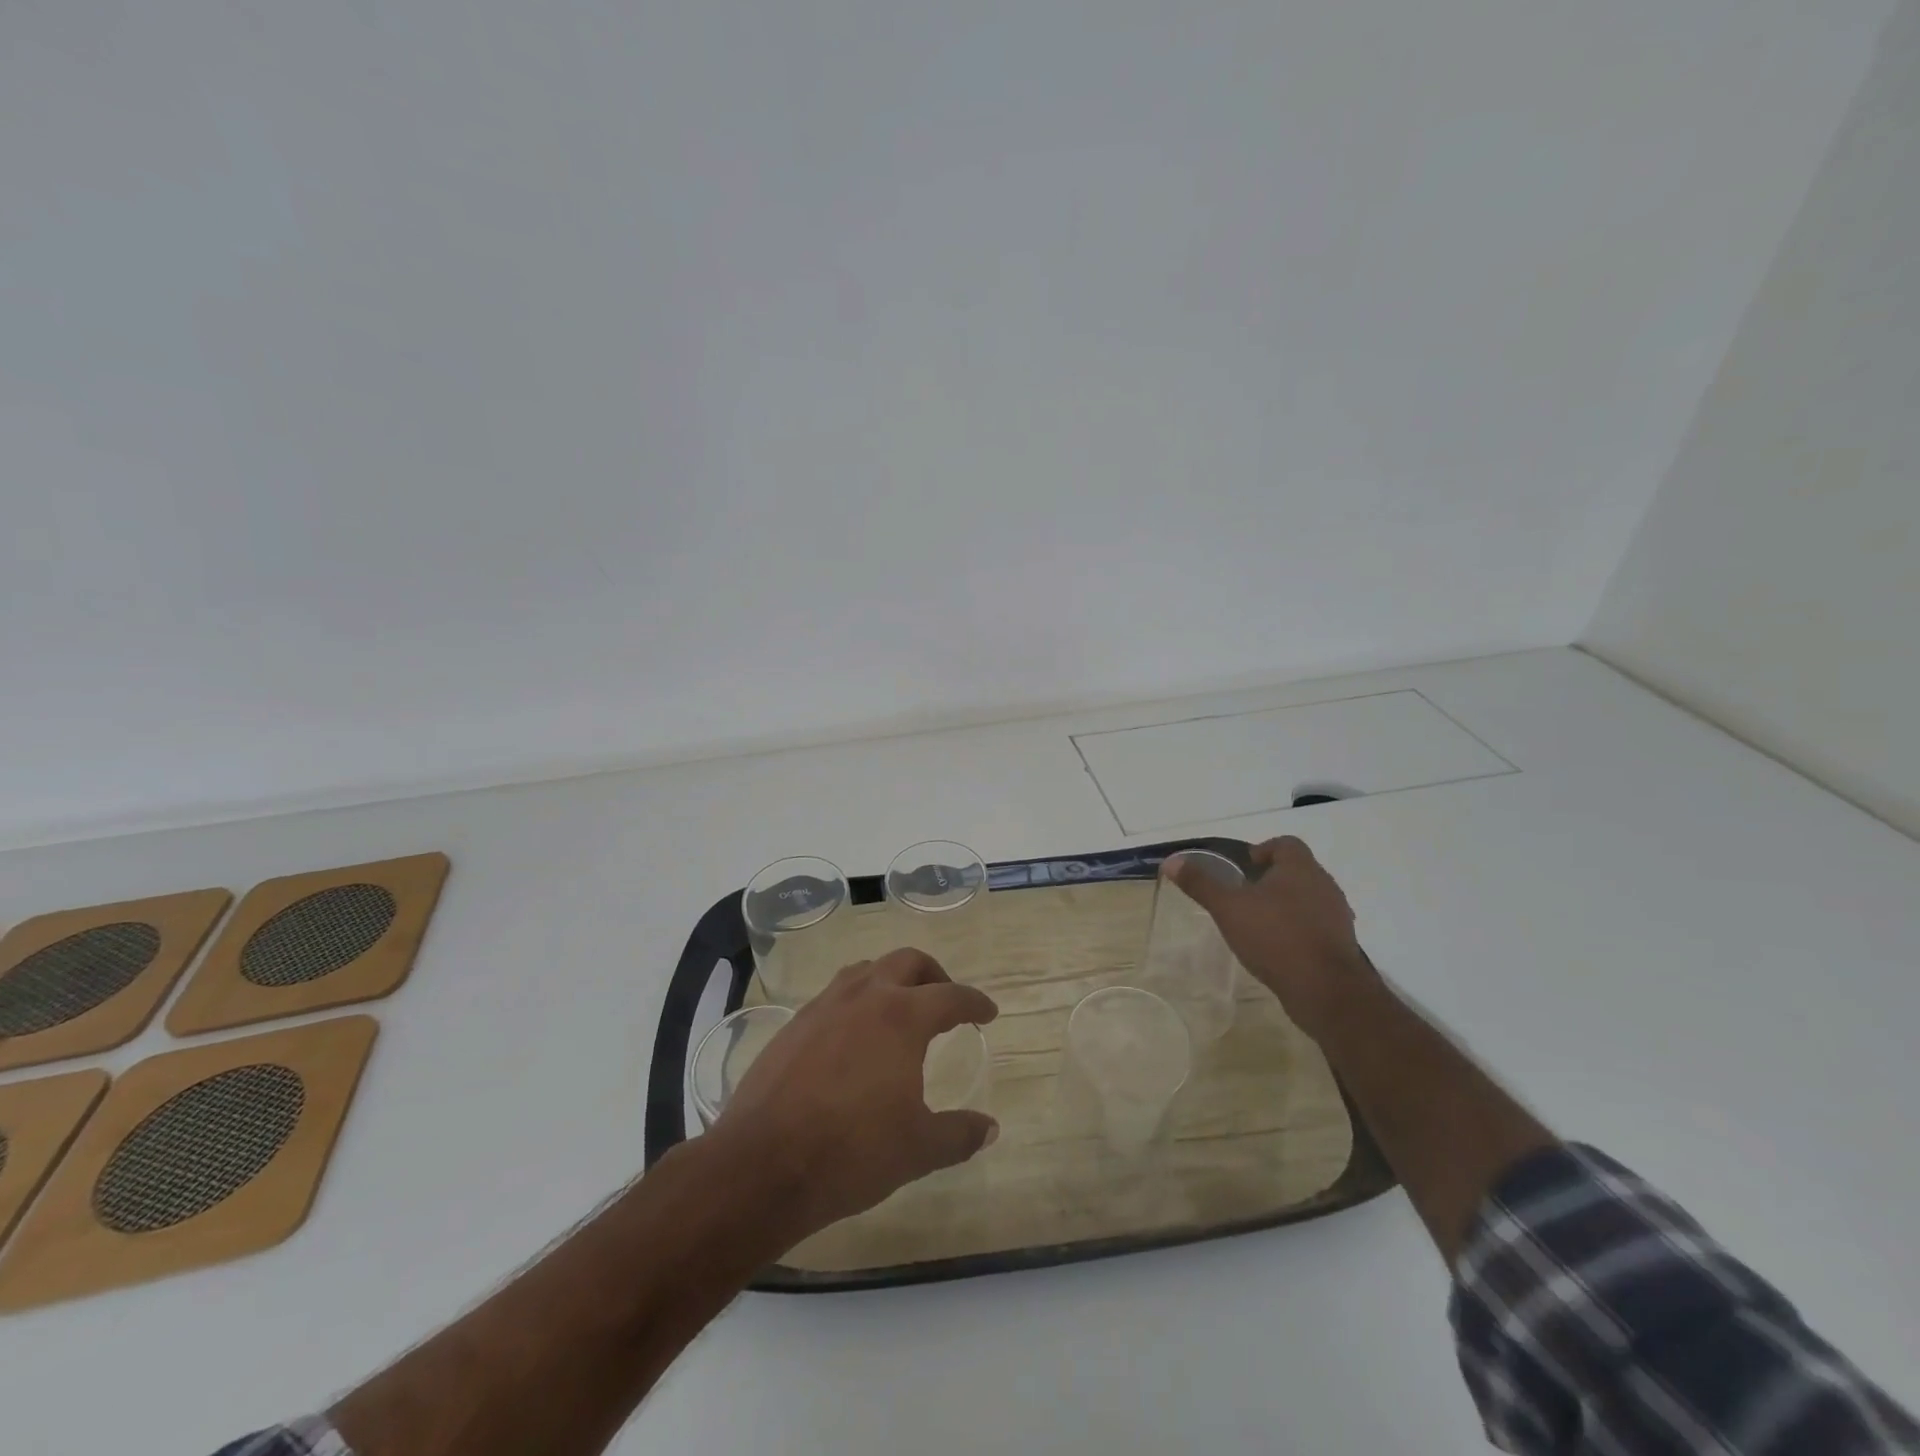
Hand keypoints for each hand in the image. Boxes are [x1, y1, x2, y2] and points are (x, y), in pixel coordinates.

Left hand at [708, 949, 998, 1237]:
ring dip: (891, 979)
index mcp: (902, 1017)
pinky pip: (835, 993)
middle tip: (944, 1000)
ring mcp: (825, 1005)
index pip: (950, 997)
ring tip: (899, 1008)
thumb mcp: (917, 1149)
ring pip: (867, 970)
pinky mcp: (795, 1023)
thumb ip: (959, 1134)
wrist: (762, 1164)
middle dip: (933, 975)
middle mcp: (866, 996)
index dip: (974, 1003)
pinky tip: (854, 1034)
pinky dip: (857, 999)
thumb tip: (989, 1127)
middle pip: (908, 961)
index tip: (987, 1012)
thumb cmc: (851, 1152)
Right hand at [1166, 837, 1378, 1041]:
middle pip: (1298, 870)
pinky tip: (1278, 947)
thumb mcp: (1228, 908)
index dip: (1264, 849)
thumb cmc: (1275, 937)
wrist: (1325, 989)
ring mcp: (1337, 915)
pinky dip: (1298, 928)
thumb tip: (1172, 862)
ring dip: (1287, 904)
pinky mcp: (1341, 944)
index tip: (1245, 866)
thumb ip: (1201, 884)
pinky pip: (1317, 925)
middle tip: (1245, 894)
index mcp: (1300, 868)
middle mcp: (1324, 885)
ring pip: (1309, 898)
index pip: (1286, 844)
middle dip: (1272, 878)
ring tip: (1259, 921)